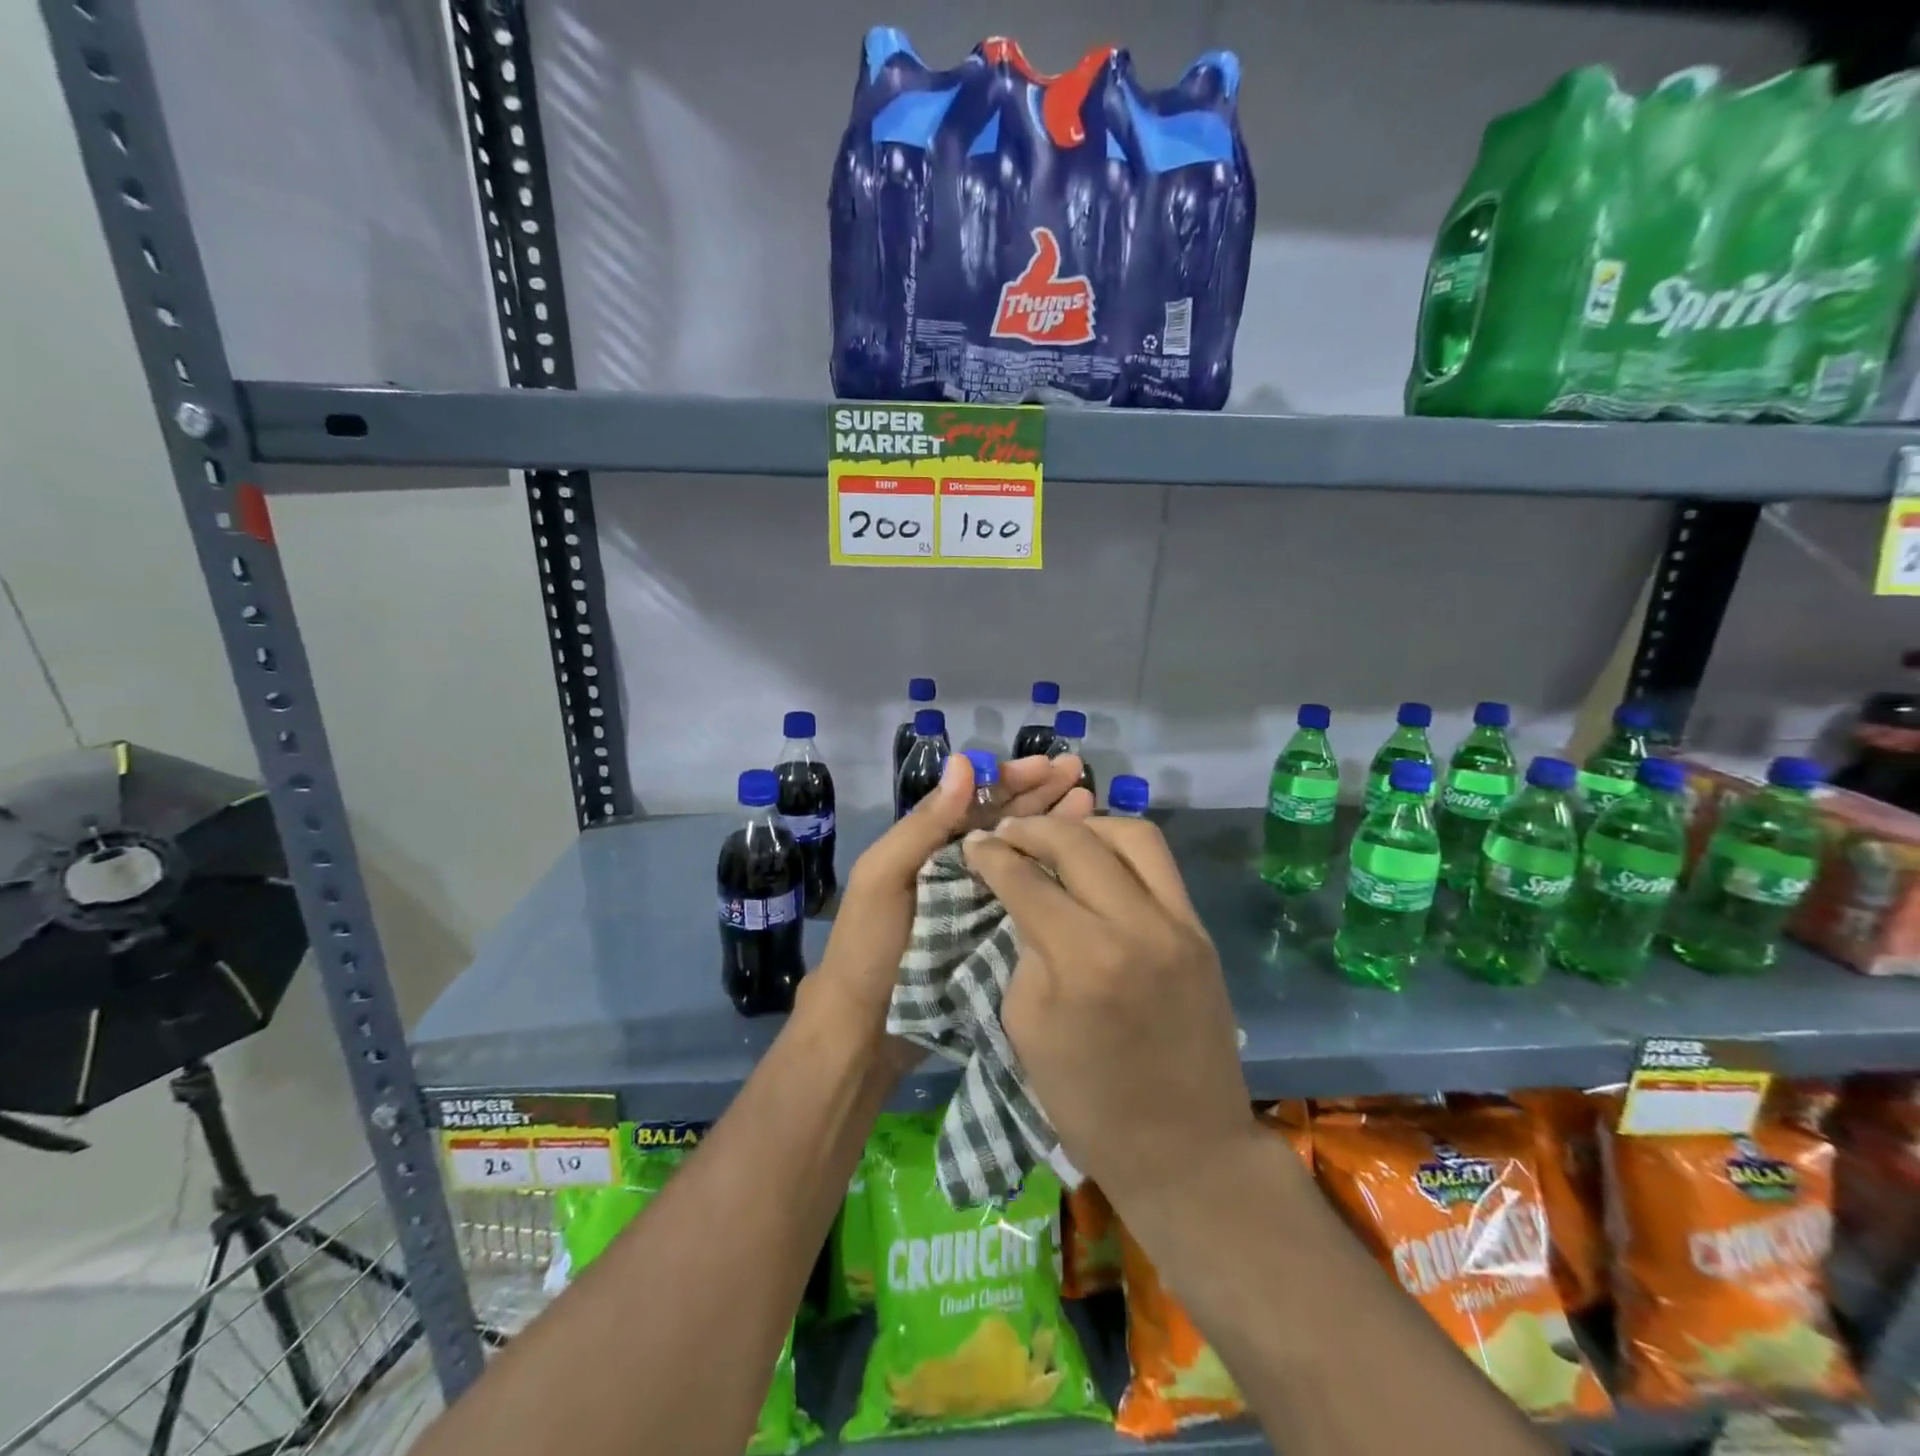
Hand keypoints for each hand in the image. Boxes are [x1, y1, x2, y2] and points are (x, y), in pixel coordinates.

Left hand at [805, 753, 1094, 1066]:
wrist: (867, 1029)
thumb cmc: (871, 945)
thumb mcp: (885, 876)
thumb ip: (924, 824)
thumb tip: (963, 762)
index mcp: (930, 844)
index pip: (977, 799)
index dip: (1012, 778)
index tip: (1049, 765)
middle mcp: (958, 865)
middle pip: (1006, 820)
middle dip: (1041, 793)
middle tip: (1079, 772)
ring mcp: (979, 900)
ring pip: (1022, 852)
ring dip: (1054, 825)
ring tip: (1090, 802)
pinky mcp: (995, 934)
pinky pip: (1028, 893)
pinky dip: (1053, 872)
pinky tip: (1081, 859)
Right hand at [961, 816, 1257, 1220]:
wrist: (1186, 1148)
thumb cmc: (1089, 1102)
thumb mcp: (1028, 1024)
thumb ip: (1027, 948)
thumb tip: (1026, 899)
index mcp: (1084, 960)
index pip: (1027, 880)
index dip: (991, 856)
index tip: (972, 845)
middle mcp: (1137, 926)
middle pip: (1079, 841)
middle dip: (1033, 830)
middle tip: (1006, 835)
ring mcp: (1180, 924)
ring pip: (1133, 834)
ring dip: (1086, 827)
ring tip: (1056, 838)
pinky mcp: (1201, 930)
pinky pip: (1160, 864)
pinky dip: (1121, 849)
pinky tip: (1096, 862)